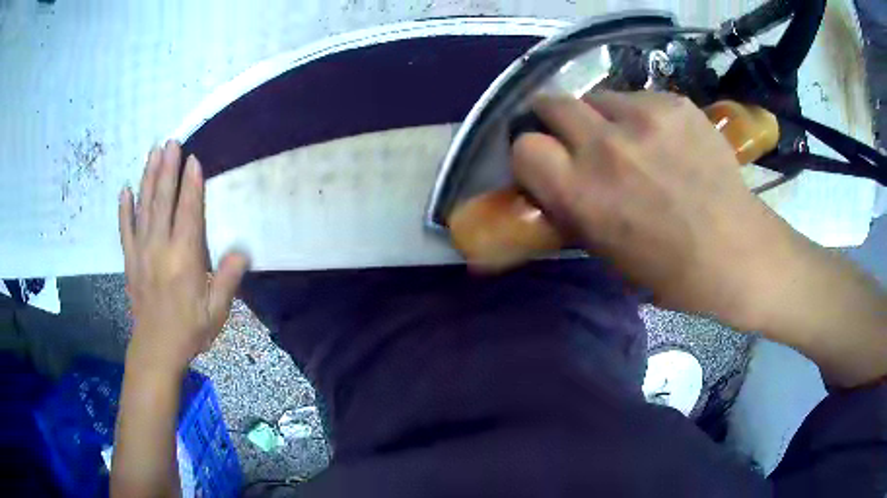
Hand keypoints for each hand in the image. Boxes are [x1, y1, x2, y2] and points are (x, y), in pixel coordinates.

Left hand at [118, 140, 248, 373]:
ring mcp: (141, 252)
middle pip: (163, 201)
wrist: (156, 349)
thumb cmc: (189, 330)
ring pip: (144, 207)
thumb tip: (242, 251)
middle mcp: (160, 248)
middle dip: (167, 169)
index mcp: (183, 259)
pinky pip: (125, 229)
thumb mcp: (217, 311)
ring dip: (148, 178)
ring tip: (152, 153)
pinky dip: (124, 208)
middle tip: (170, 142)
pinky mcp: (130, 260)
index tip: (193, 159)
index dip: (191, 184)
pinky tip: (125, 190)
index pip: (188, 212)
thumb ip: (228, 280)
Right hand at [512, 92, 801, 329]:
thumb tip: (555, 180)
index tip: (546, 163)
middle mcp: (606, 145)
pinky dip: (643, 116)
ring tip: (632, 140)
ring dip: (603, 117)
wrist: (736, 252)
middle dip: (556, 119)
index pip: (524, 146)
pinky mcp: (675, 103)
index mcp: (582, 193)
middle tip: (577, 137)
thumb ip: (573, 207)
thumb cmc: (670, 271)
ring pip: (598, 97)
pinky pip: (640, 99)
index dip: (532, 154)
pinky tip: (667, 141)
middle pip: (552, 102)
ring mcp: (644, 117)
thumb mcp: (605, 251)